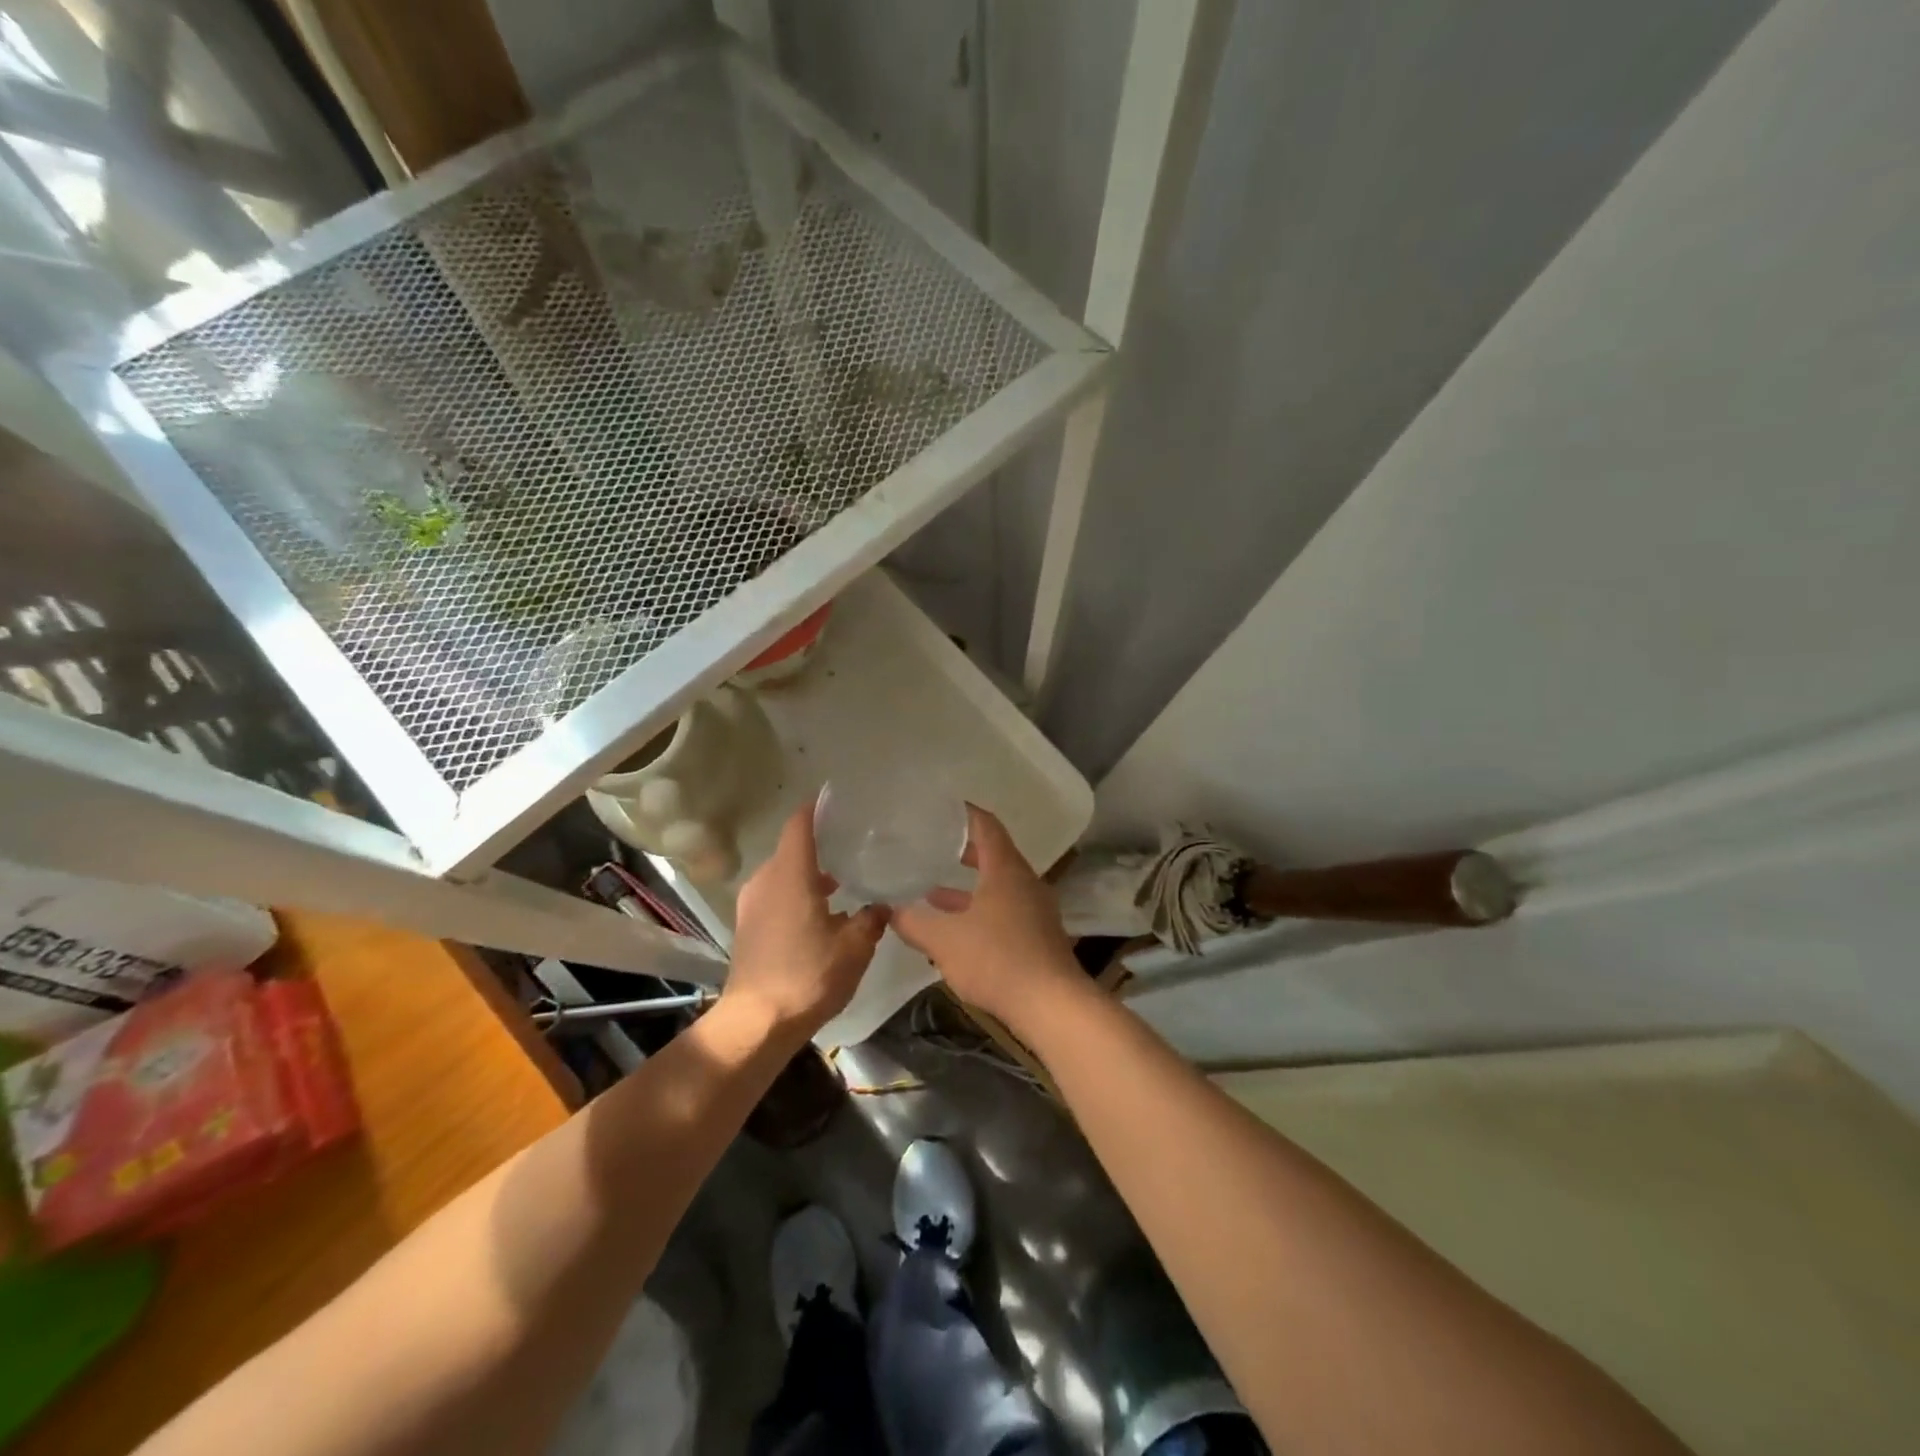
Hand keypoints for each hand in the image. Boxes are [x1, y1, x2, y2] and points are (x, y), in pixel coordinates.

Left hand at [724, 805, 887, 1037]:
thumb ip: (871, 919)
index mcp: (790, 874)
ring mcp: (752, 904)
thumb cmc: (808, 975)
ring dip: (810, 874)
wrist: (757, 1023)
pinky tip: (823, 914)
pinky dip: (798, 894)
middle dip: (821, 845)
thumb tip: (881, 906)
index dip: (818, 808)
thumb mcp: (854, 947)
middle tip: (854, 844)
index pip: (800, 823)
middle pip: (793, 848)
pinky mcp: (748, 926)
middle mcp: (766, 880)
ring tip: (843, 881)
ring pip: (784, 874)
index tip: (840, 802)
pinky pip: (776, 895)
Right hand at [893, 806, 1082, 1028]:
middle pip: (994, 855)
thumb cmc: (997, 959)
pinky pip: (1005, 910)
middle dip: (963, 851)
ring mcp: (1035, 910)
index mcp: (1005, 870)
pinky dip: (979, 910)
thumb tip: (889, 909)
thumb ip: (914, 922)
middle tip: (932, 846)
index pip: (986, 825)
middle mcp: (1024, 882)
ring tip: (932, 890)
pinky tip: (956, 929)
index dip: (964, 813)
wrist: (1051, 1005)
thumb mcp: (944, 941)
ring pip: (998, 887)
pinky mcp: (1037, 936)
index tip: (942, 808)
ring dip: (968, 888)